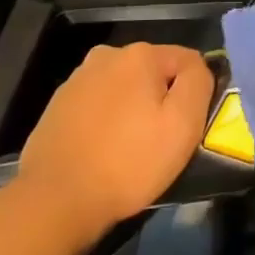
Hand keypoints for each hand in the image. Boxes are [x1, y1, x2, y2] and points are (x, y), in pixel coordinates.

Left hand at [19, 43, 213, 244]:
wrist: (55, 200)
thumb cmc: (129, 162)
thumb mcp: (183, 124)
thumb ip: (199, 82)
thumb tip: (197, 67)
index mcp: (139, 54)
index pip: (188, 61)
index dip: (194, 93)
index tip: (186, 127)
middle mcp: (106, 55)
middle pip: (154, 73)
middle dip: (161, 100)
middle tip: (160, 141)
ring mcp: (77, 79)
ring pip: (125, 89)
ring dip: (133, 110)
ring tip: (129, 150)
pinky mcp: (58, 105)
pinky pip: (98, 106)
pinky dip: (107, 122)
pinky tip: (103, 151)